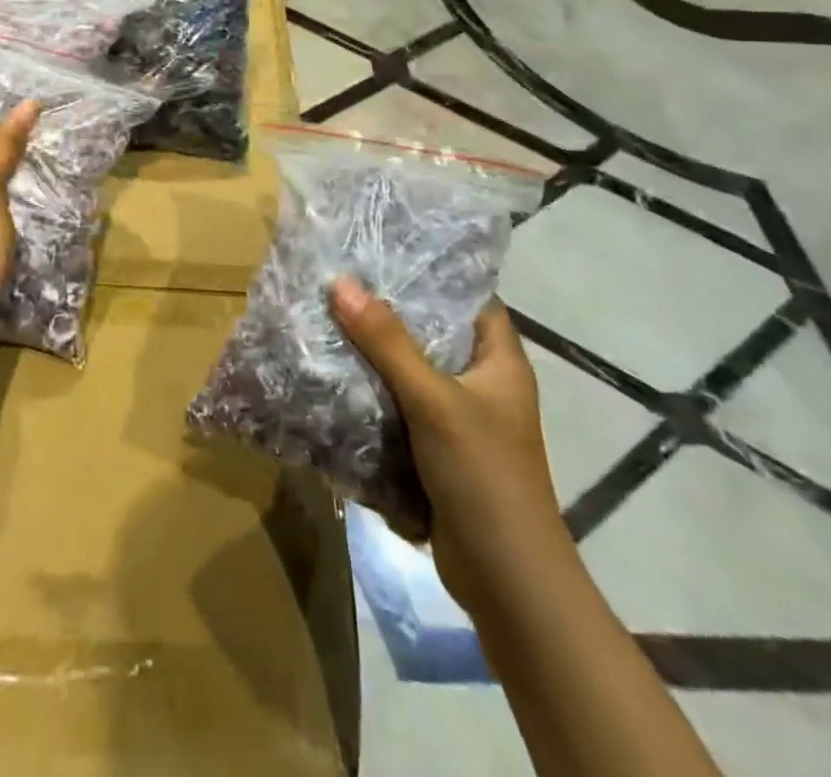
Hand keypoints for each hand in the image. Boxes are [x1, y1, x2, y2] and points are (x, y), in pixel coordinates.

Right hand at [331, 278, 567, 611]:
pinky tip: (332, 373)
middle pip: (431, 332)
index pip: (467, 297)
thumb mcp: (434, 400)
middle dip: (386, 312)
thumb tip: (340, 283)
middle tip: (337, 280)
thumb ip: (387, 342)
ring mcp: (457, 418)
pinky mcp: (435, 449)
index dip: (430, 272)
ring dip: (372, 353)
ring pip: (409, 370)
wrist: (506, 581)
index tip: (381, 250)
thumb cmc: (484, 475)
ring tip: (325, 317)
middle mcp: (481, 382)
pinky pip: (398, 406)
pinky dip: (370, 392)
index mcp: (499, 361)